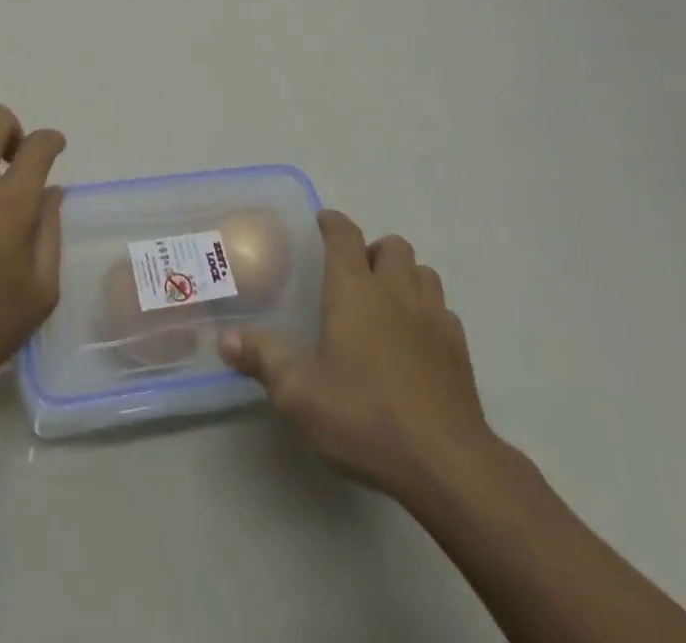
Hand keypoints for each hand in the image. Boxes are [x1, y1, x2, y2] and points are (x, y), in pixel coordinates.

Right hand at [221, 210, 498, 502]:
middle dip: (373, 250)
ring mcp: (433, 317)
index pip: (345, 235)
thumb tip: (226, 338)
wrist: (446, 463)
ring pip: (423, 272)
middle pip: (392, 246)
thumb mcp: (299, 394)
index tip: (322, 223)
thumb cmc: (365, 417)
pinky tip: (416, 341)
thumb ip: (263, 359)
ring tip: (386, 302)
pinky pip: (443, 311)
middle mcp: (396, 291)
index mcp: (355, 289)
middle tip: (354, 276)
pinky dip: (428, 313)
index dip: (332, 223)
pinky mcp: (459, 349)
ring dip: (405, 276)